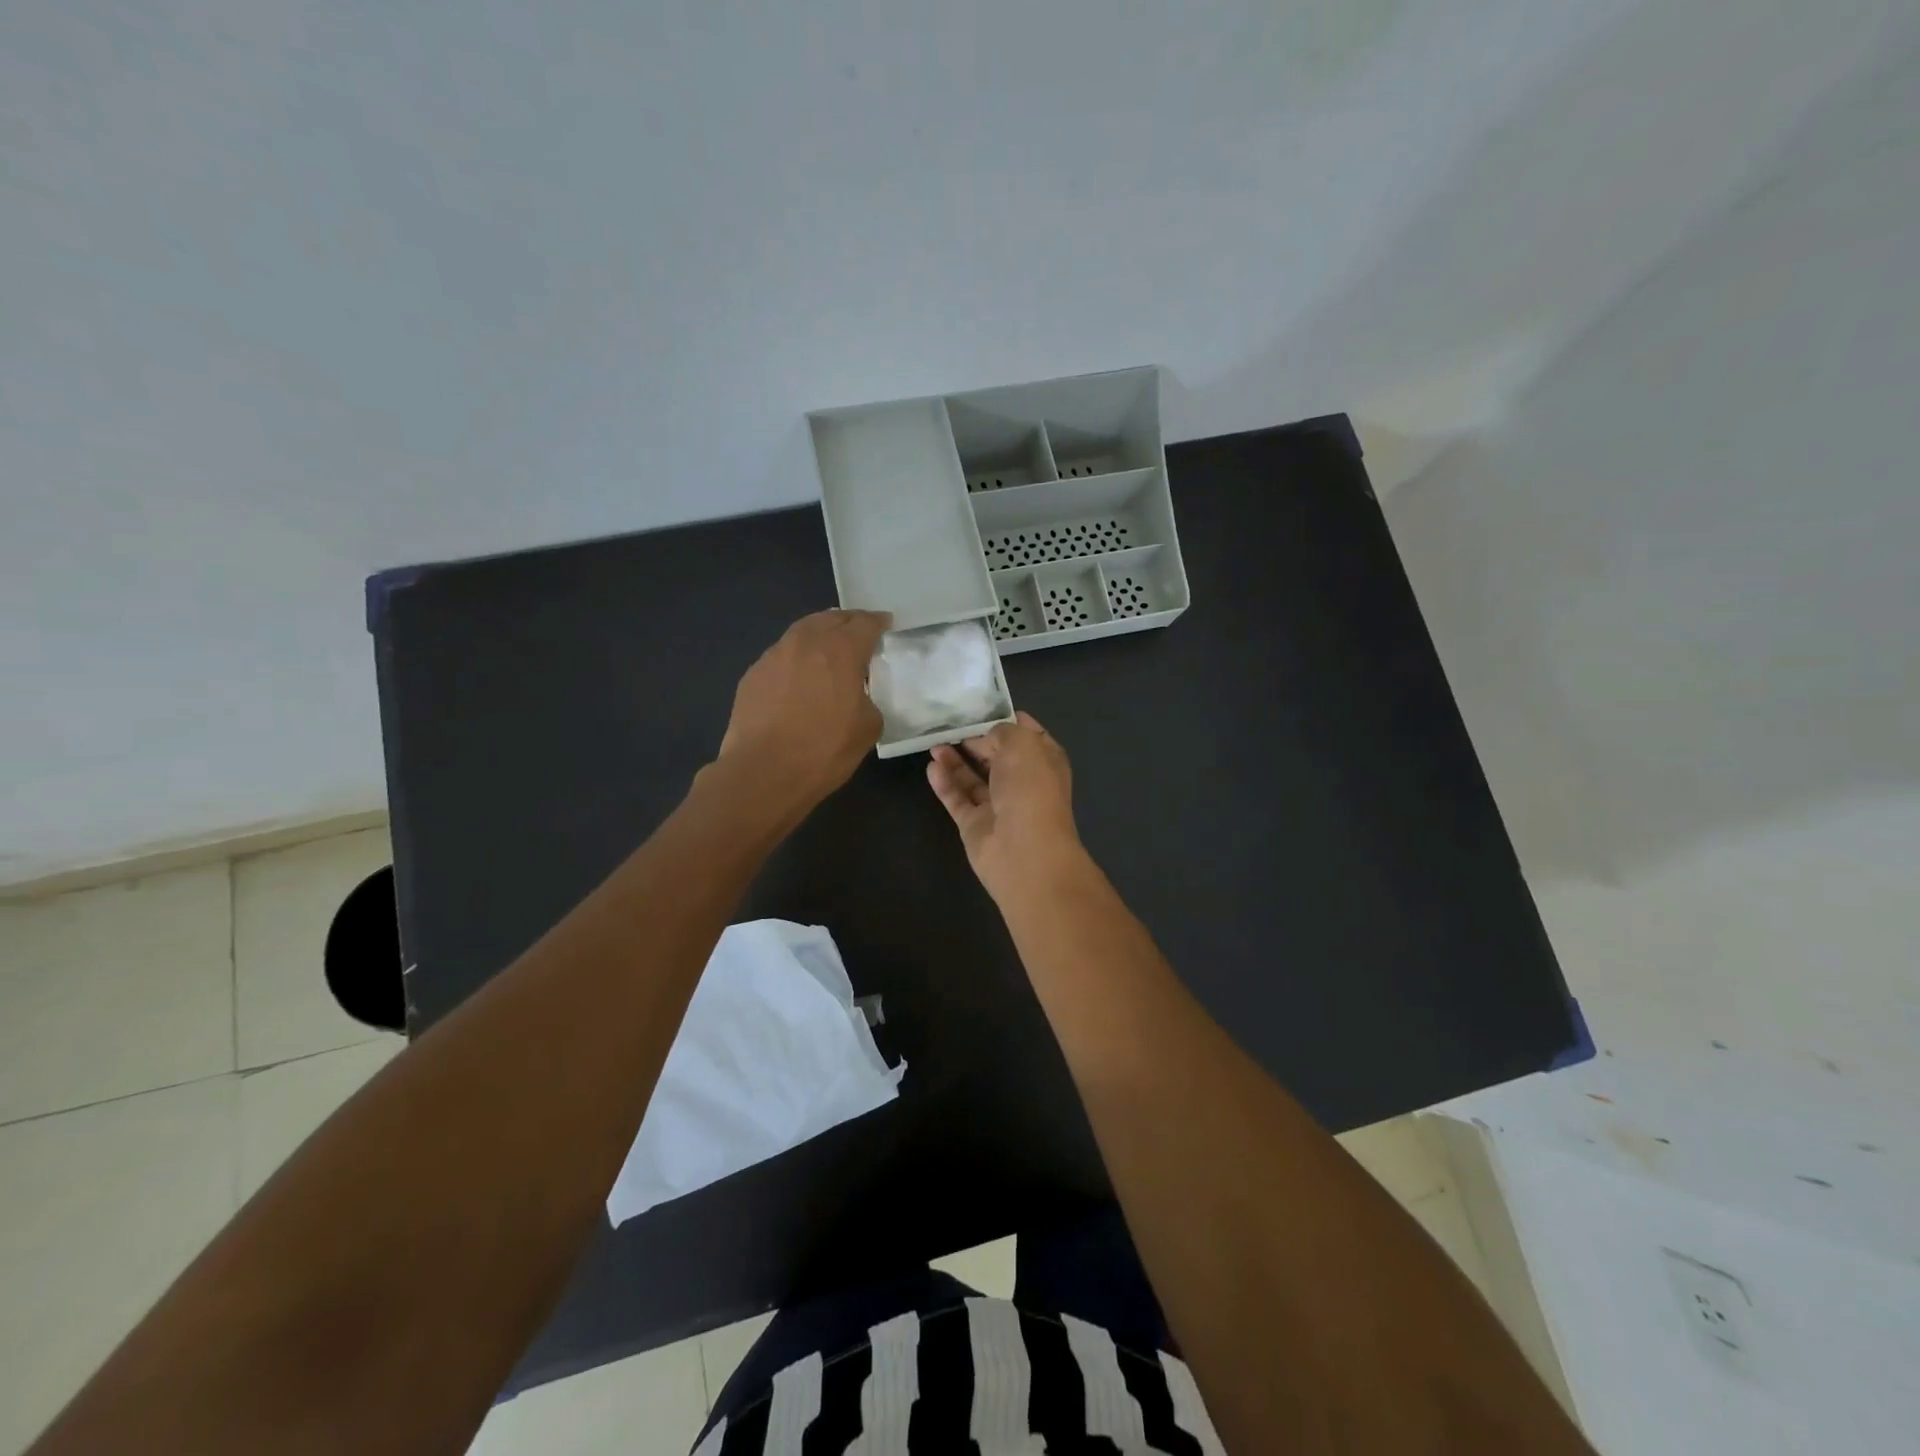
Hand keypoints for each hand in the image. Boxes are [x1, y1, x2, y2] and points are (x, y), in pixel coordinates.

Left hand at [716, 609, 890, 813]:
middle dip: (848, 621)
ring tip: (829, 649)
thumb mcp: (868, 728)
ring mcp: (774, 656)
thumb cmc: (824, 750)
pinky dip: (797, 658)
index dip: (878, 622)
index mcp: (841, 651)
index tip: (886, 624)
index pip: (865, 624)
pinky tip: (800, 676)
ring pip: (802, 632)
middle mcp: (806, 643)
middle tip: (859, 631)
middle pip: (830, 618)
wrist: (763, 772)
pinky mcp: (753, 674)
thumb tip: (858, 697)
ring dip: (819, 634)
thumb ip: (869, 700)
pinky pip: (782, 655)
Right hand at [927, 712, 1085, 901]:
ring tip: (933, 742)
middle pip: (997, 755)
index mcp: (1044, 761)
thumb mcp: (1022, 744)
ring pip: (973, 778)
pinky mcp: (975, 825)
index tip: (981, 706)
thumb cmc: (1031, 790)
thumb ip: (1002, 732)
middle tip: (949, 723)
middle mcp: (1023, 782)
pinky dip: (945, 782)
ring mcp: (998, 805)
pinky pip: (957, 798)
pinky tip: (931, 766)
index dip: (1007, 719)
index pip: (1027, 734)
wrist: (1025, 852)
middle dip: (976, 739)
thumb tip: (984, 739)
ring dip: (955, 760)